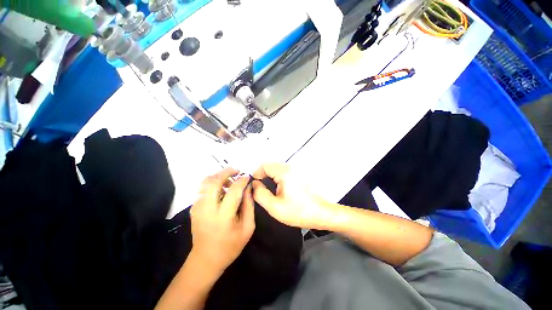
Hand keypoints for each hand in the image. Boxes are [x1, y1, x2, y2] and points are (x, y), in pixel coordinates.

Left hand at [190, 168, 254, 272]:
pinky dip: (212, 183)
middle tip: (236, 171)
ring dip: (218, 176)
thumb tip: (248, 188)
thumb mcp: (247, 228)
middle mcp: (207, 210)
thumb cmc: (230, 246)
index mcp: (223, 217)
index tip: (247, 177)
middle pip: (213, 182)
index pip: (233, 191)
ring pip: (205, 183)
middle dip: (226, 172)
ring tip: (229, 180)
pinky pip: (203, 189)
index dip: (241, 181)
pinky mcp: (194, 208)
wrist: (206, 259)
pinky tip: (221, 189)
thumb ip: (249, 206)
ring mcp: (198, 208)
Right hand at [252, 163, 336, 228]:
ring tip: (269, 189)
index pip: (264, 165)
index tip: (255, 185)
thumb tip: (254, 184)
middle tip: (260, 189)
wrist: (321, 213)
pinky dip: (277, 177)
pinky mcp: (299, 173)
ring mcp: (296, 169)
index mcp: (284, 172)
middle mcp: (290, 167)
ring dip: (270, 176)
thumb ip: (260, 194)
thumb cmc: (299, 211)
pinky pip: (283, 171)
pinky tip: (278, 188)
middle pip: (270, 165)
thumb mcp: (275, 207)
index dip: (256, 174)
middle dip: (262, 175)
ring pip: (276, 167)